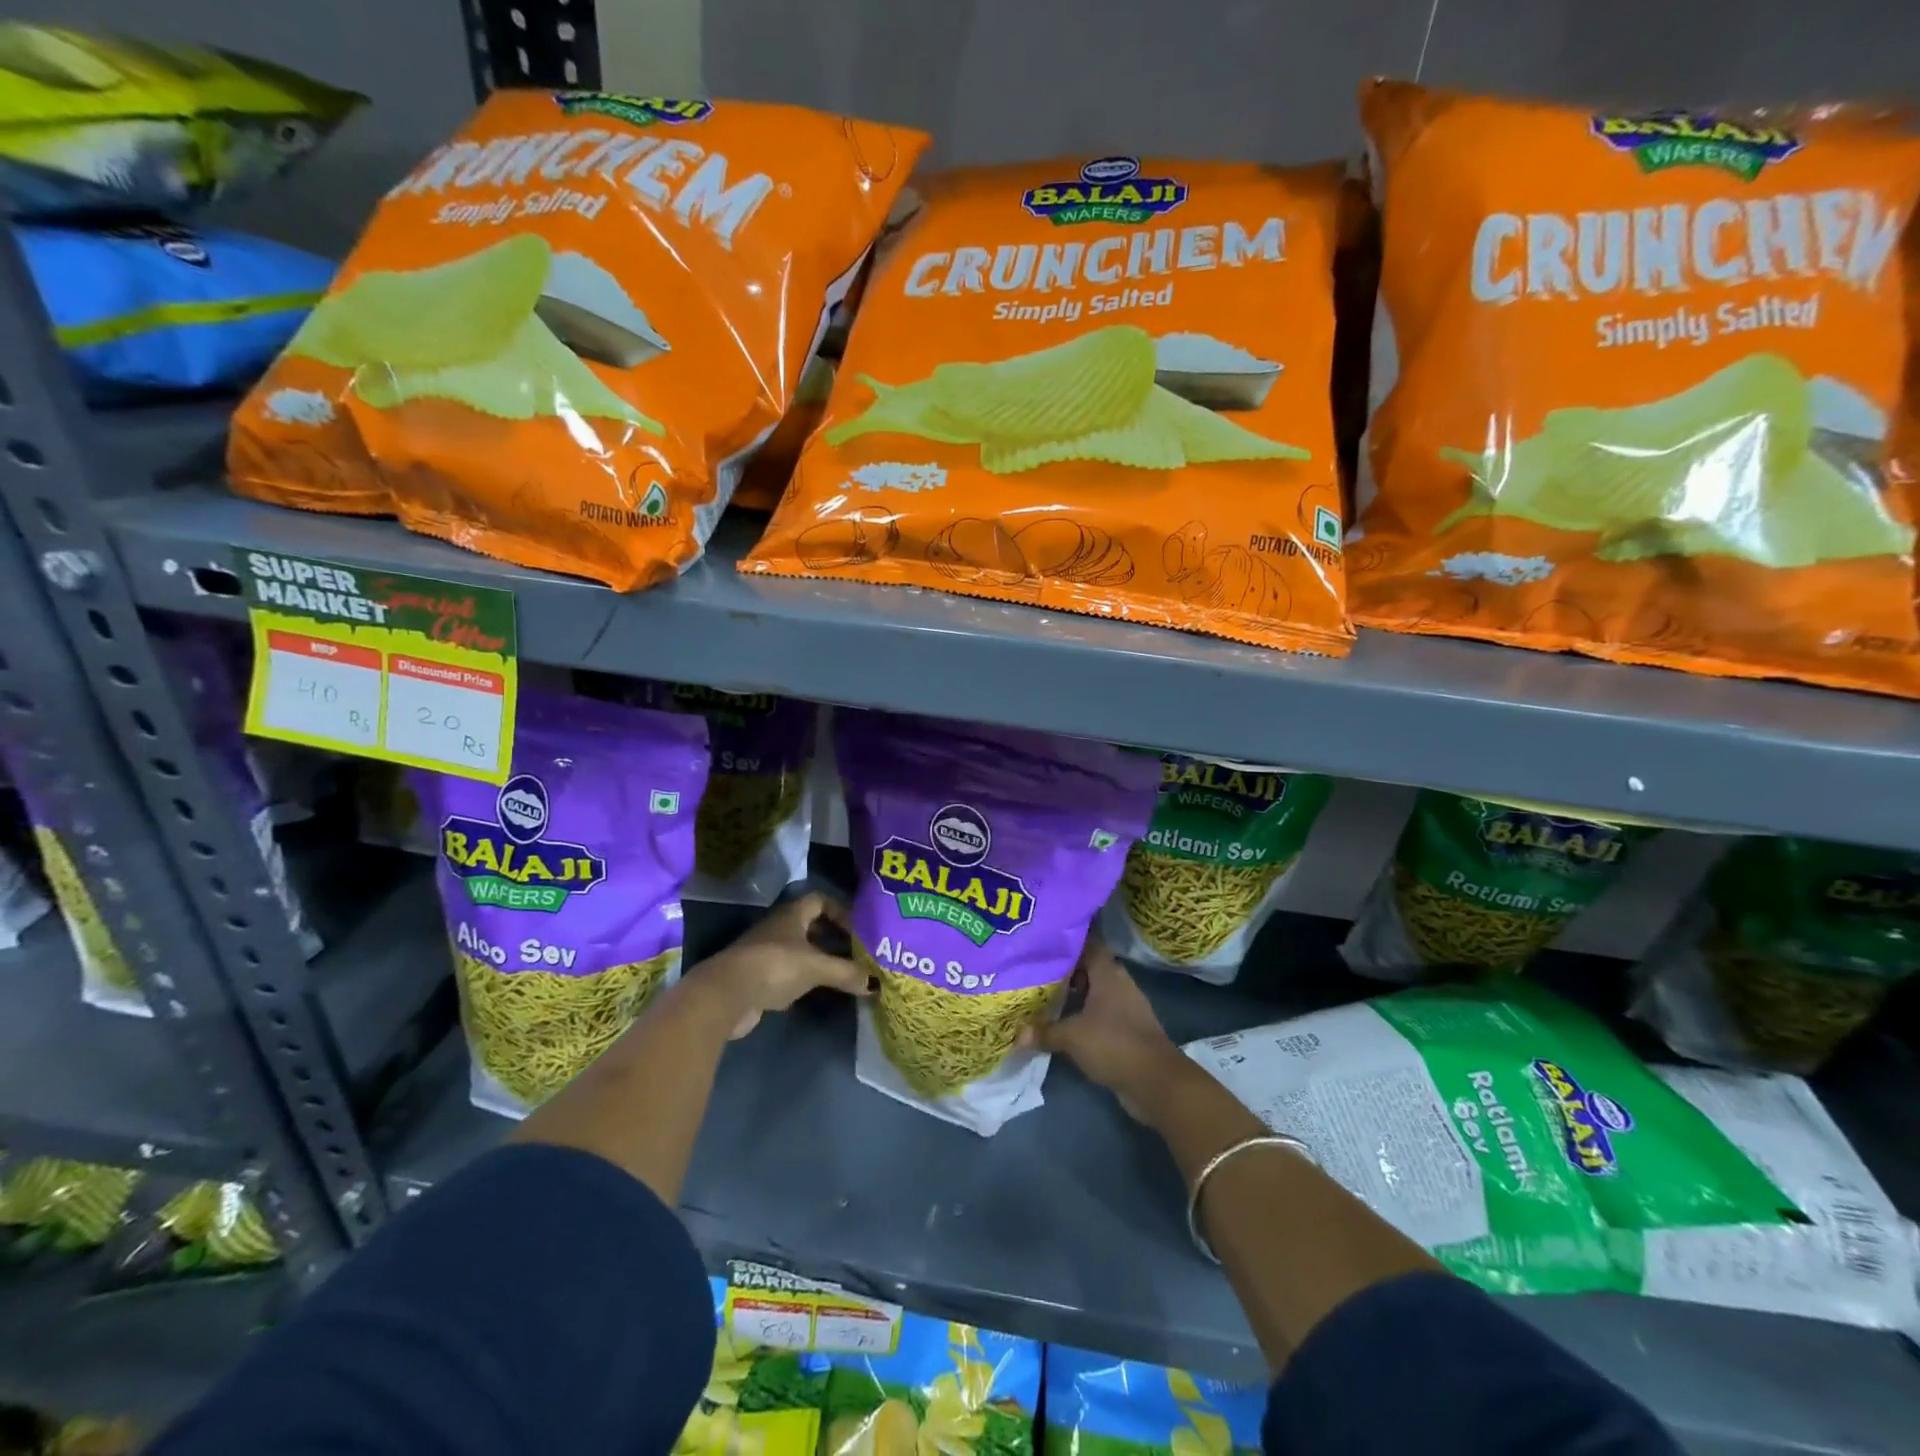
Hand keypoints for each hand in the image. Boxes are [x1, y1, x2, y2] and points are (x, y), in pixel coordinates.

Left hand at [699, 892, 871, 1038]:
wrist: (726, 994)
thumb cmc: (775, 966)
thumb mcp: (817, 967)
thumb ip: (846, 973)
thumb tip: (875, 983)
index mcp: (792, 914)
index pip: (820, 900)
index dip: (841, 911)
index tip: (859, 928)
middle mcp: (779, 927)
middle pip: (811, 926)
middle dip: (834, 937)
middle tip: (857, 952)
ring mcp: (766, 952)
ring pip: (800, 950)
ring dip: (820, 959)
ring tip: (844, 973)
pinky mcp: (758, 977)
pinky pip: (789, 971)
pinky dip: (805, 977)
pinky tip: (819, 990)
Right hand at [1025, 935, 1193, 1122]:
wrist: (1156, 1081)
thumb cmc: (1113, 1044)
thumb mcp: (1072, 1037)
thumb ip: (1044, 1031)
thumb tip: (1017, 1035)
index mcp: (1108, 973)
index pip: (1089, 943)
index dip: (1068, 939)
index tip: (1045, 938)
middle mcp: (1119, 983)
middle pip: (1090, 967)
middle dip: (1066, 968)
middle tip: (1037, 967)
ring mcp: (1126, 1007)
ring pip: (1095, 991)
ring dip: (1075, 993)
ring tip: (1044, 993)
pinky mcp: (1128, 1029)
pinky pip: (1101, 1013)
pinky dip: (1084, 1014)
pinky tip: (1064, 1021)